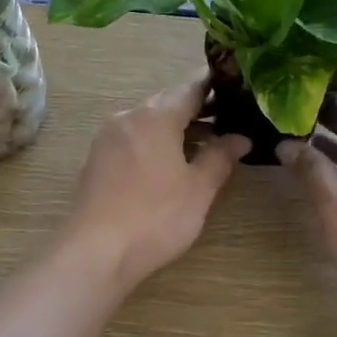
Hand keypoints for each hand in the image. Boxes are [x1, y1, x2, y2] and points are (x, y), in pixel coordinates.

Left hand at [60, 72, 251, 288]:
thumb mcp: (199, 189)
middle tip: (231, 117)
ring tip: (208, 142)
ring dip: (177, 127)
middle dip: (199, 108)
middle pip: (168, 102)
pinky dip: (156, 142)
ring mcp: (108, 138)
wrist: (95, 252)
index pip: (191, 87)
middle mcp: (128, 117)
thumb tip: (240, 137)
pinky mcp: (98, 160)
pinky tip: (173, 162)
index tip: (239, 85)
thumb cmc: (155, 216)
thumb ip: (220, 157)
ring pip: (149, 122)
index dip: (216, 84)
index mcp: (155, 116)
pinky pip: (134, 139)